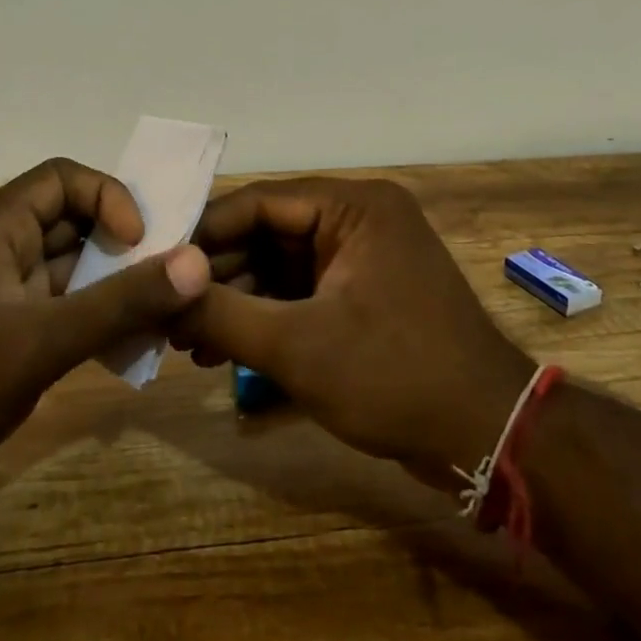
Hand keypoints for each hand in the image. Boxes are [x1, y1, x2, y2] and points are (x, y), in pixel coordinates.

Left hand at [0, 158, 208, 512]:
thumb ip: (120, 302)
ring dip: (118, 289)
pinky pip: (65, 317)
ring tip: (164, 316)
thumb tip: (197, 262)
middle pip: (74, 225)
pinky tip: (130, 352)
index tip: (138, 241)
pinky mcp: (5, 344)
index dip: (107, 196)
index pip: (62, 179)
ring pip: (74, 274)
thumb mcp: (38, 341)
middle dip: (125, 245)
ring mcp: (2, 302)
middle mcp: (1, 256)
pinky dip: (98, 325)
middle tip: (171, 277)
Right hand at [171, 178, 534, 488]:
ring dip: (236, 301)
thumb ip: (222, 312)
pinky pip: (301, 292)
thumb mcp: (297, 346)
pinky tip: (221, 349)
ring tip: (185, 341)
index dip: (203, 233)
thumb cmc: (394, 377)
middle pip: (267, 234)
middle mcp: (359, 219)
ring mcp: (363, 258)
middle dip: (216, 276)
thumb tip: (159, 288)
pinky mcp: (363, 294)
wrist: (486, 438)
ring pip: (280, 267)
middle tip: (166, 313)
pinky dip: (265, 318)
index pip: (259, 202)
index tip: (154, 265)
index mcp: (354, 207)